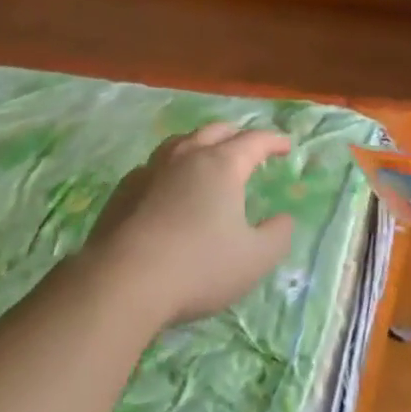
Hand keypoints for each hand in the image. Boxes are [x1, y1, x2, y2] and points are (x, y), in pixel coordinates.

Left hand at [82, 123, 296, 325]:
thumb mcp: (254, 259)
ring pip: (181, 141)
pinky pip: (154, 165)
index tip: (286, 147)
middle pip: (215, 131)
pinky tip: (167, 184)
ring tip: (206, 154)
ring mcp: (152, 169)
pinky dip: (170, 167)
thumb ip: (277, 236)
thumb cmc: (199, 267)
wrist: (124, 279)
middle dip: (236, 134)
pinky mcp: (125, 189)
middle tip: (248, 145)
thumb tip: (285, 218)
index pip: (254, 141)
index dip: (273, 141)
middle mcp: (187, 156)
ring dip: (200, 143)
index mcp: (222, 165)